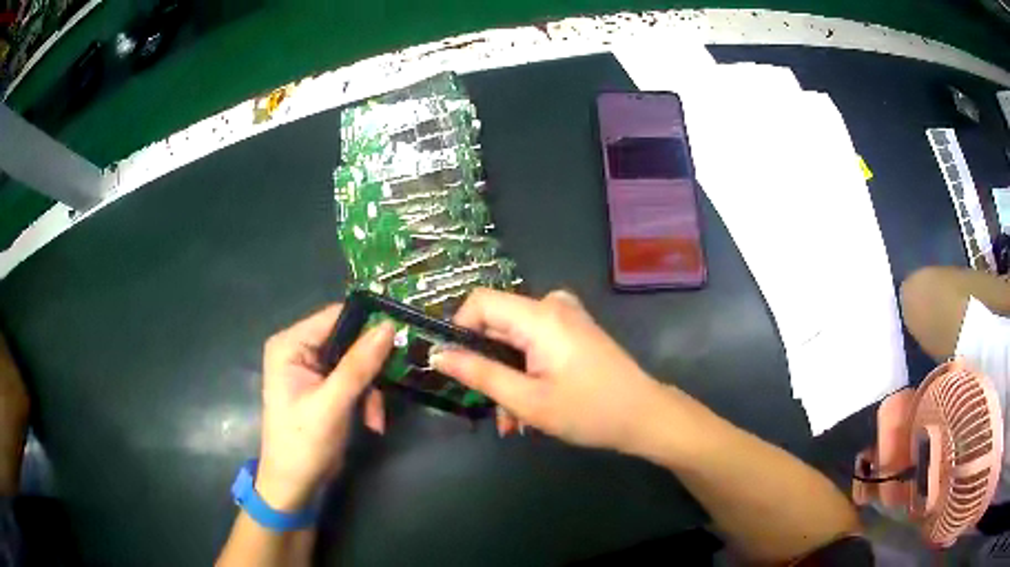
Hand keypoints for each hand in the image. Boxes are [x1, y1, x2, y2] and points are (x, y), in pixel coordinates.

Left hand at [256, 304, 393, 511]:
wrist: (295, 485)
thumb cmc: (304, 443)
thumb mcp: (332, 404)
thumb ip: (358, 365)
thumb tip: (388, 326)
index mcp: (290, 344)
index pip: (335, 317)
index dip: (368, 323)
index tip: (401, 335)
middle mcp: (299, 350)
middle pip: (349, 340)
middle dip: (371, 367)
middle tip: (392, 383)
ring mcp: (312, 369)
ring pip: (357, 362)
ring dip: (371, 389)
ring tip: (376, 417)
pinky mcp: (325, 387)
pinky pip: (355, 380)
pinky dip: (367, 400)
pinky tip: (372, 422)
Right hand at [431, 289, 665, 452]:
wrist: (644, 416)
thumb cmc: (588, 410)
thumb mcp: (526, 399)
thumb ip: (479, 374)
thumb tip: (438, 354)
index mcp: (539, 315)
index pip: (479, 302)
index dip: (460, 331)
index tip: (457, 369)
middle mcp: (552, 306)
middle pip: (498, 326)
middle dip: (489, 369)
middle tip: (494, 412)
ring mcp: (566, 317)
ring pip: (515, 341)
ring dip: (508, 379)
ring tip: (515, 423)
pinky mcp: (574, 331)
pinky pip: (535, 344)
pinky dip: (526, 373)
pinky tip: (532, 408)